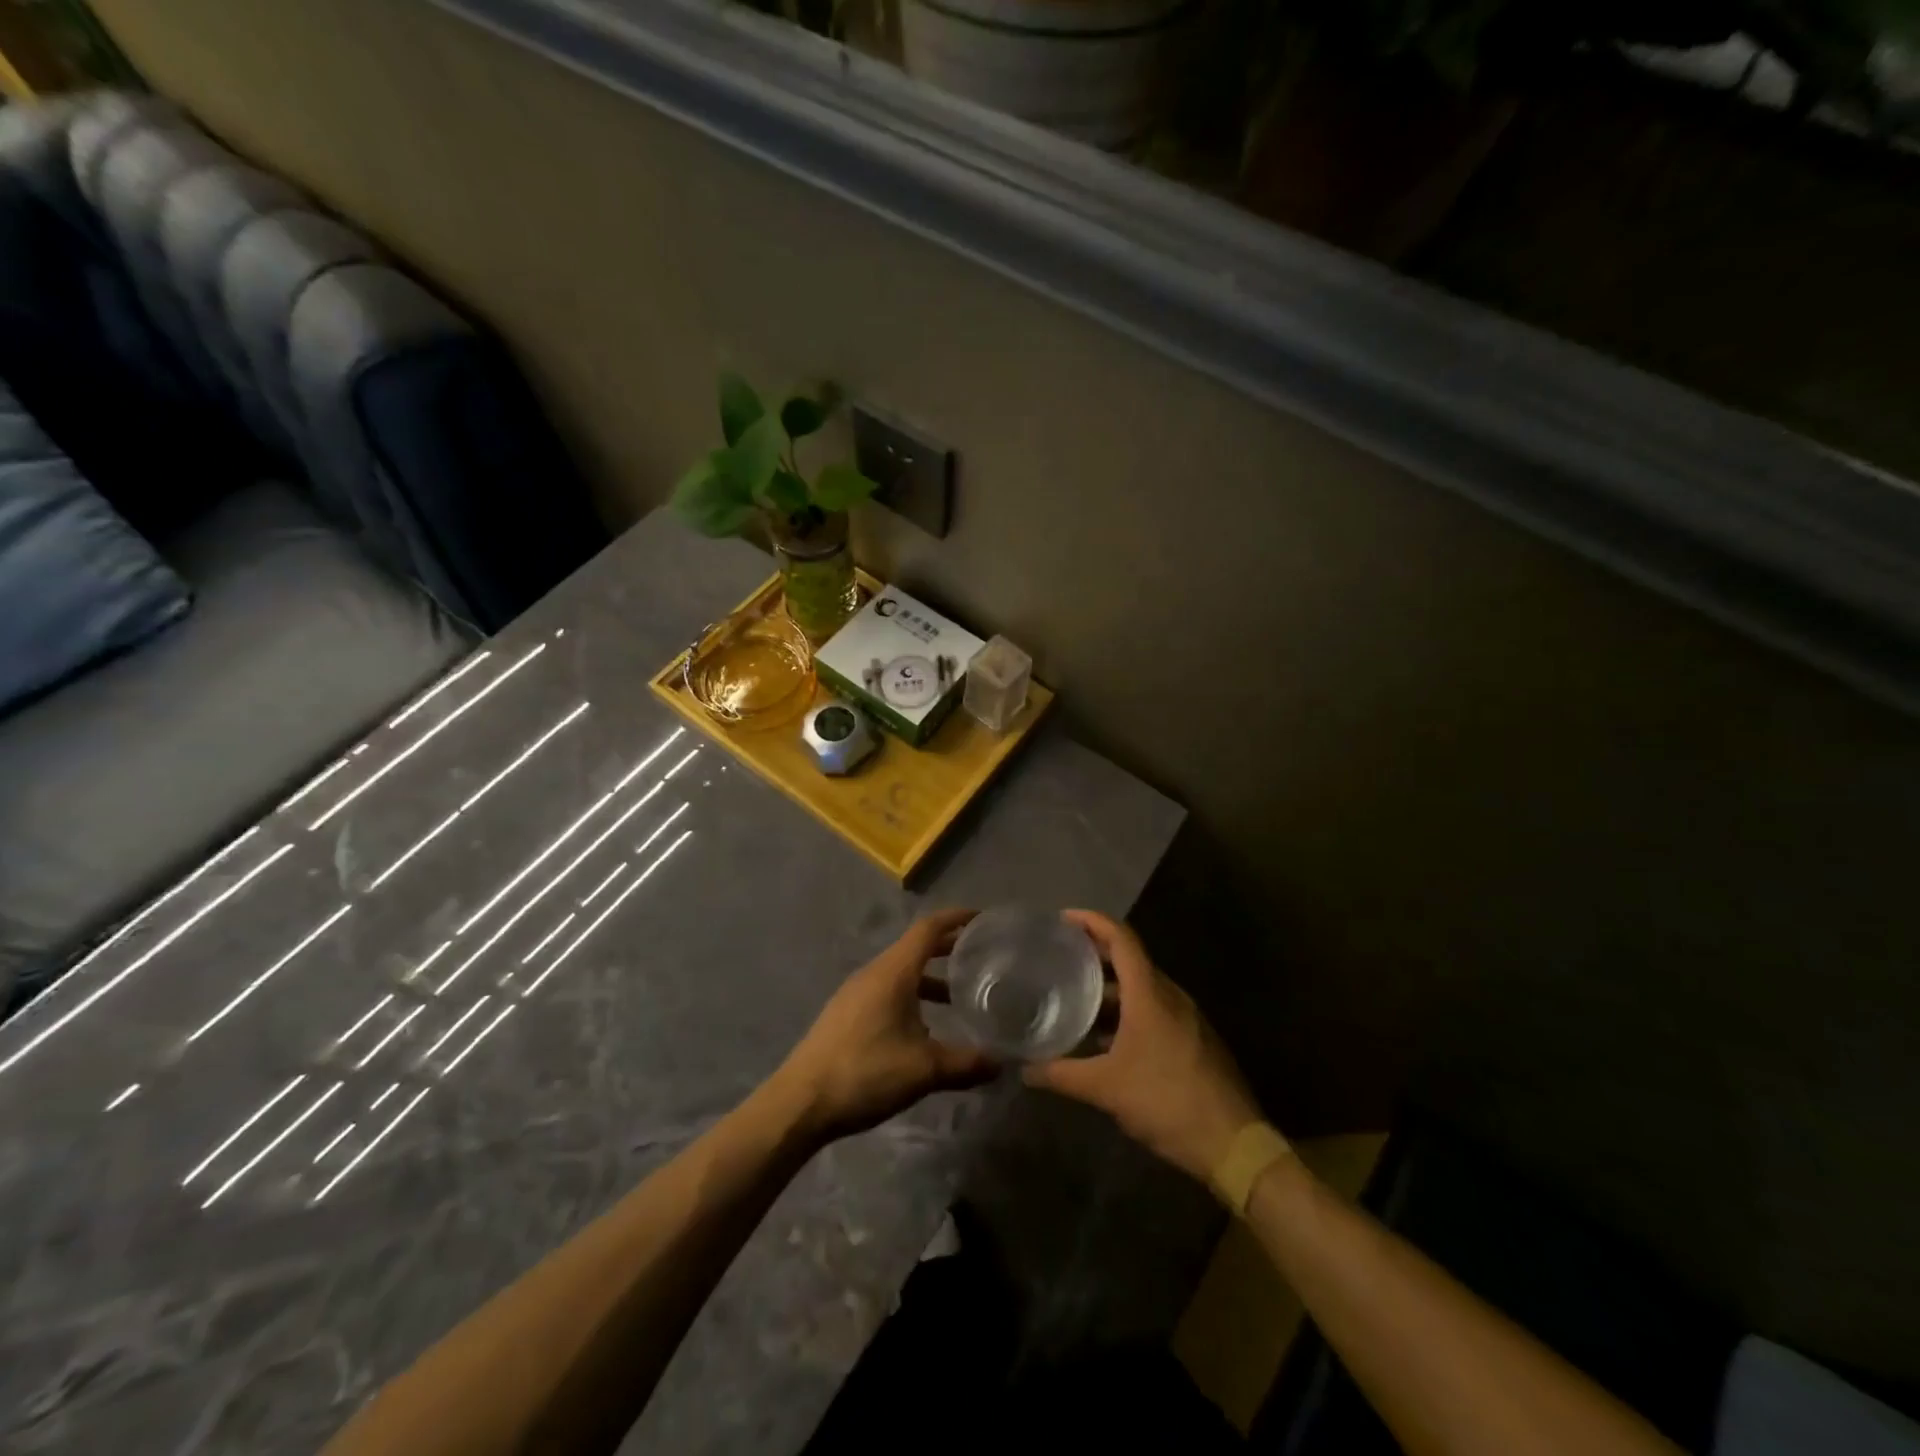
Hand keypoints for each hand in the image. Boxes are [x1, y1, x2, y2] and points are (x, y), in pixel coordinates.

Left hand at [776, 910, 998, 1142]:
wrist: (801, 1102)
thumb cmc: (866, 1073)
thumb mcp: (924, 1070)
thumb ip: (967, 1063)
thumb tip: (1003, 1062)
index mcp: (893, 972)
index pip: (928, 929)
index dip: (955, 918)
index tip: (982, 918)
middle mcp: (874, 973)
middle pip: (915, 947)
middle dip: (947, 948)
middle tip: (979, 957)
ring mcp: (855, 993)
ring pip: (900, 972)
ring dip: (929, 977)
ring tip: (956, 998)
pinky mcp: (845, 1013)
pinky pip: (886, 990)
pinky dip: (910, 995)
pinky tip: (922, 1029)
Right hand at [1024, 911, 1261, 1184]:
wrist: (1233, 1143)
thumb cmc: (1166, 1101)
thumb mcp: (1106, 1089)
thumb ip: (1062, 1074)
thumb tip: (1024, 1070)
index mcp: (1150, 993)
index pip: (1121, 938)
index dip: (1092, 921)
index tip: (1063, 919)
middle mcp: (1170, 995)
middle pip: (1130, 959)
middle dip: (1095, 954)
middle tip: (1060, 957)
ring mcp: (1186, 1017)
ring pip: (1142, 987)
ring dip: (1110, 988)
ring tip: (1076, 998)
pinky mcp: (1194, 1038)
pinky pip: (1155, 1009)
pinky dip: (1128, 1011)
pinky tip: (1106, 1038)